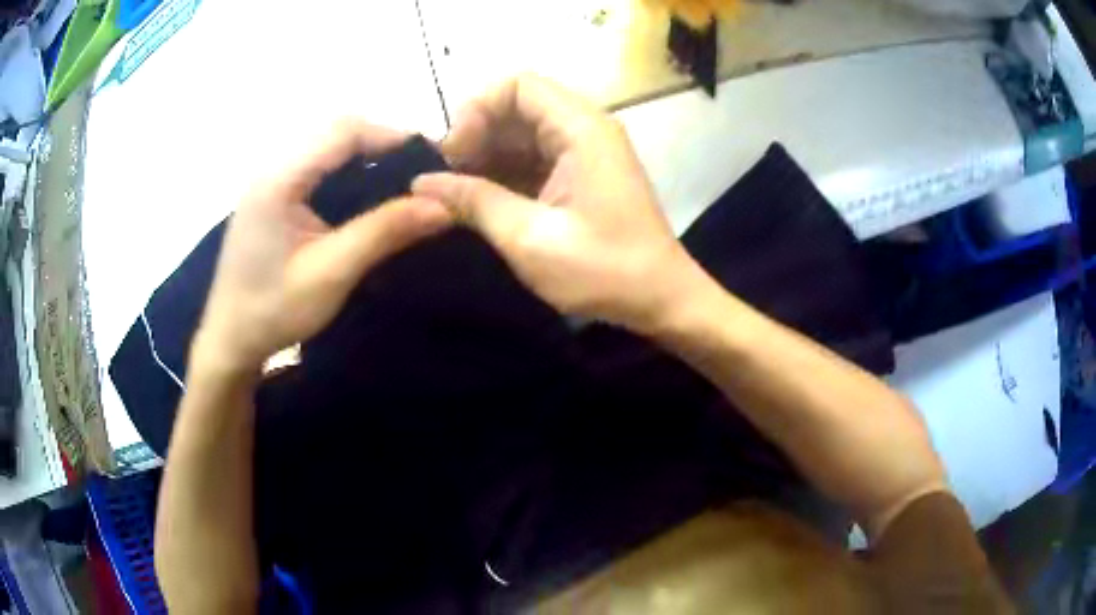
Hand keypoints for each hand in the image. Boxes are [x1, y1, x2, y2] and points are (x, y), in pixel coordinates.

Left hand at [195, 120, 451, 371]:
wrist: (230, 339)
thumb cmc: (273, 311)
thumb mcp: (332, 274)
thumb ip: (384, 232)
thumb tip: (444, 206)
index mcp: (280, 179)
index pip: (343, 131)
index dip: (390, 136)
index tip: (430, 161)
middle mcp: (272, 168)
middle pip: (334, 132)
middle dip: (379, 144)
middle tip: (417, 175)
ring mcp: (268, 181)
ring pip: (325, 147)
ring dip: (363, 156)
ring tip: (397, 183)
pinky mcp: (270, 196)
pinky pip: (314, 167)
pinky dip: (345, 171)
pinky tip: (361, 197)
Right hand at [413, 75, 705, 332]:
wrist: (661, 300)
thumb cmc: (604, 271)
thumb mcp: (530, 238)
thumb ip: (475, 202)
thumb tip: (422, 183)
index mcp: (581, 129)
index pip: (517, 85)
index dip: (477, 110)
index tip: (453, 155)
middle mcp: (584, 129)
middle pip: (516, 107)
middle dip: (476, 137)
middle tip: (447, 180)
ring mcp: (584, 152)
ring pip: (521, 134)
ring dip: (486, 158)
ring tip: (456, 196)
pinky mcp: (580, 175)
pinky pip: (533, 159)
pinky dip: (504, 175)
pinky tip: (481, 203)